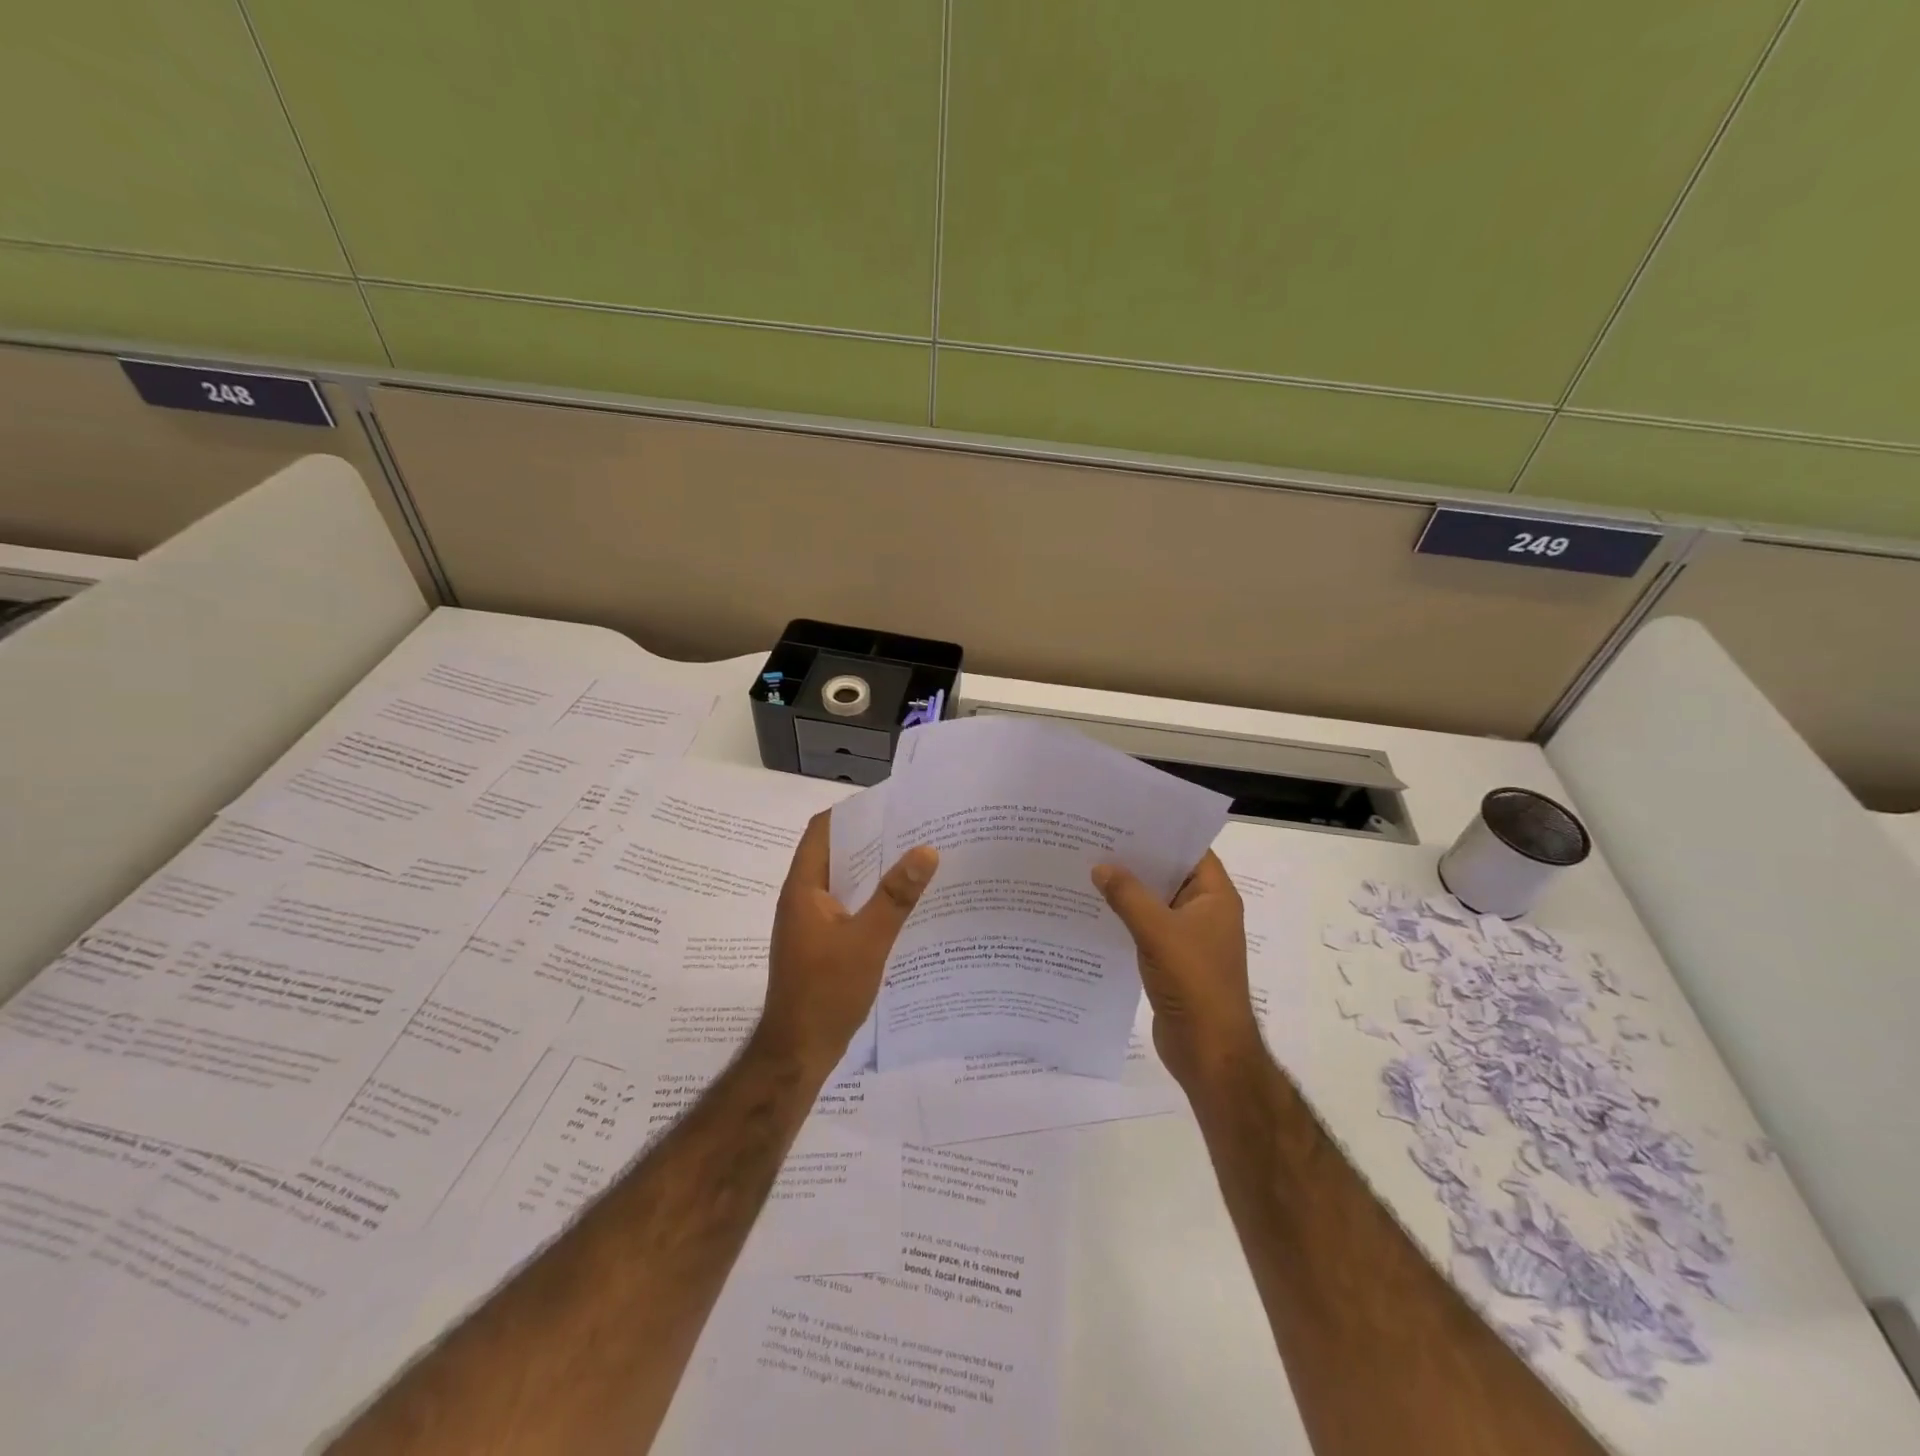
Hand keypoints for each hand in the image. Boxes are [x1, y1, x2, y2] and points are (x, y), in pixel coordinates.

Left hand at [760, 811, 938, 1075]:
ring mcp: (811, 922)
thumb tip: (926, 849)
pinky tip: (903, 906)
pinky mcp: (821, 944)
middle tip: (916, 830)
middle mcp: (804, 898)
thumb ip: (897, 896)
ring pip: (845, 882)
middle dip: (873, 840)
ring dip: (874, 871)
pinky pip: (848, 907)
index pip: (823, 830)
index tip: (892, 804)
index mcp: (805, 888)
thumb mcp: (868, 941)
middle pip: (836, 853)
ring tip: (917, 861)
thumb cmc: (826, 991)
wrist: (798, 1052)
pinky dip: (872, 899)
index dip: (854, 812)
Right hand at [1092, 852, 1262, 1090]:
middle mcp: (1205, 911)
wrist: (1209, 1051)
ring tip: (1087, 868)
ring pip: (1155, 902)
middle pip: (1168, 874)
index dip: (1159, 832)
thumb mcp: (1158, 931)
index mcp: (1215, 896)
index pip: (1189, 849)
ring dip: (1128, 890)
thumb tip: (1100, 866)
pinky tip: (1094, 910)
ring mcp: (1189, 938)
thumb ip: (1128, 895)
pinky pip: (1147, 928)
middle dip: (1135, 859)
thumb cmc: (1194, 983)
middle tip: (1095, 839)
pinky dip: (1126, 918)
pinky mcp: (1173, 960)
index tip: (1122, 817)